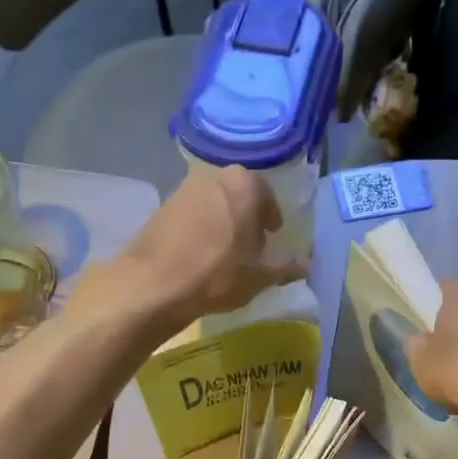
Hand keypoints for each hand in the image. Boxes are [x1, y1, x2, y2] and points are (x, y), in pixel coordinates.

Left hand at [109, 164, 304, 329]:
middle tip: (251, 246)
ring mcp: (183, 188)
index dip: (272, 219)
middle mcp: (213, 175)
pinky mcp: (161, 206)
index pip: (268, 196)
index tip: (272, 238)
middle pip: (239, 195)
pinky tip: (199, 256)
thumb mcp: (259, 276)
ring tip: (225, 254)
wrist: (153, 283)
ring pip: (214, 203)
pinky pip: (191, 215)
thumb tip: (304, 266)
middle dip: (247, 218)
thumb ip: (285, 267)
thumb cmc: (216, 274)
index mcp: (244, 183)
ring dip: (222, 223)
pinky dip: (200, 229)